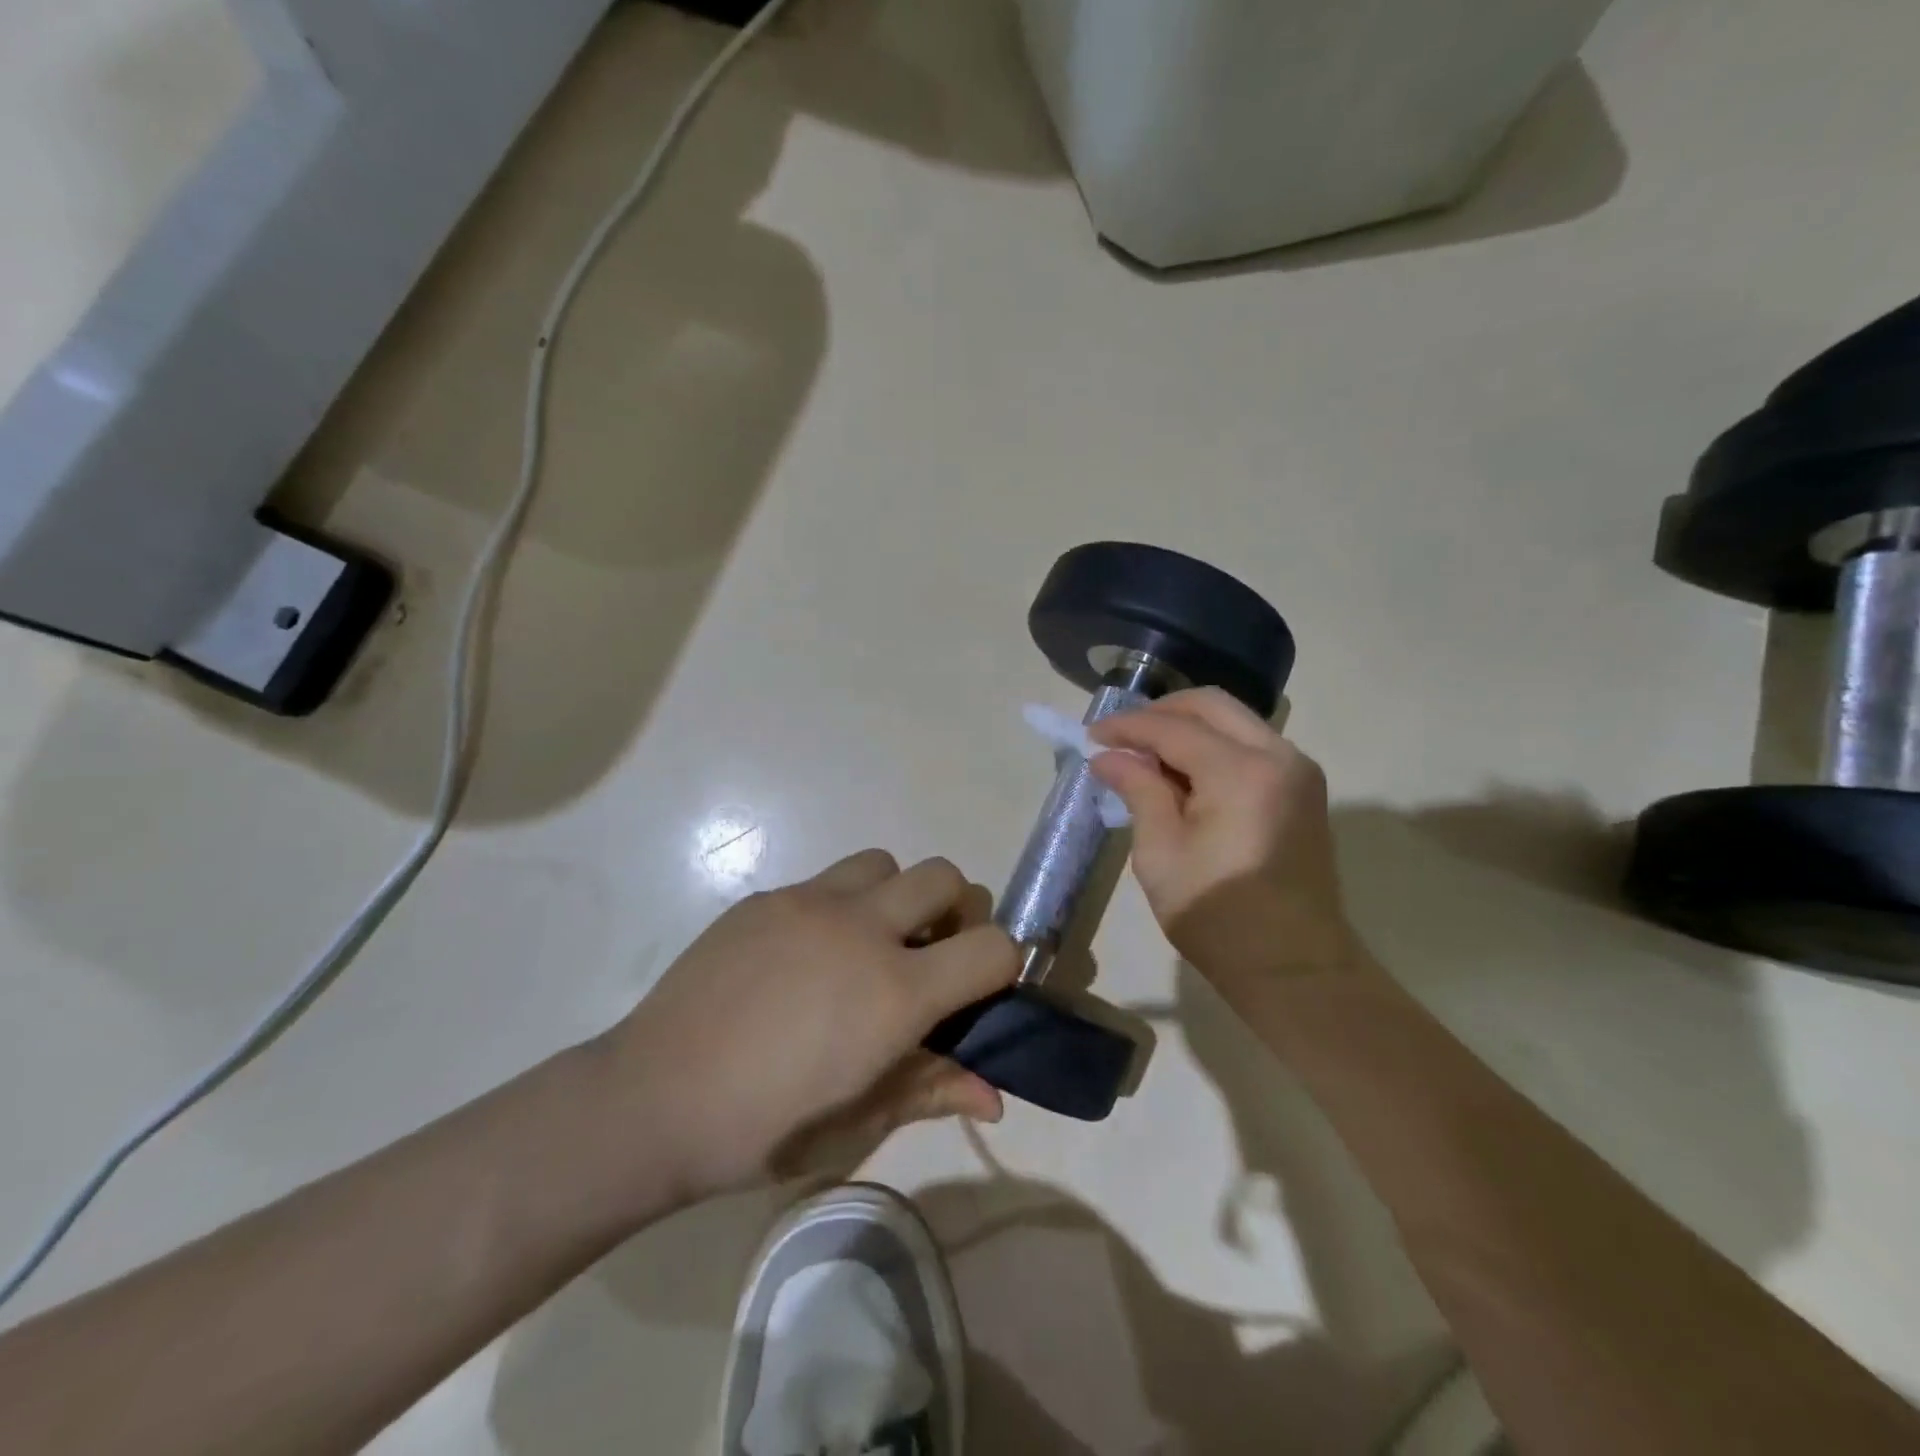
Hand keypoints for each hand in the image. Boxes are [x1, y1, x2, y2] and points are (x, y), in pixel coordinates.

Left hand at [594, 850, 1018, 1201]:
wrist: (652, 1099)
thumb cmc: (762, 1128)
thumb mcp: (857, 1121)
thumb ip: (932, 1090)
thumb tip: (995, 1095)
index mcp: (895, 992)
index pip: (992, 946)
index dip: (1002, 965)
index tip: (979, 991)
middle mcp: (862, 928)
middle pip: (945, 877)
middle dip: (955, 911)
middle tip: (928, 958)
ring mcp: (809, 902)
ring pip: (884, 863)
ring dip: (895, 895)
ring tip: (866, 945)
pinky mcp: (766, 896)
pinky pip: (825, 880)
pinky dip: (839, 905)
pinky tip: (803, 956)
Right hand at [1090, 688, 1358, 997]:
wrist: (1294, 968)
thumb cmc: (1218, 917)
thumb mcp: (1161, 854)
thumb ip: (1138, 791)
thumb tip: (1108, 756)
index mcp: (1242, 772)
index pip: (1173, 727)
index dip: (1127, 727)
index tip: (1090, 737)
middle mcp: (1279, 755)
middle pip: (1211, 705)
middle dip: (1160, 713)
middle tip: (1120, 738)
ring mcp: (1297, 770)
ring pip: (1234, 720)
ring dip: (1187, 727)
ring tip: (1146, 756)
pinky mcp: (1302, 789)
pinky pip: (1250, 744)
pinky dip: (1212, 745)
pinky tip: (1182, 773)